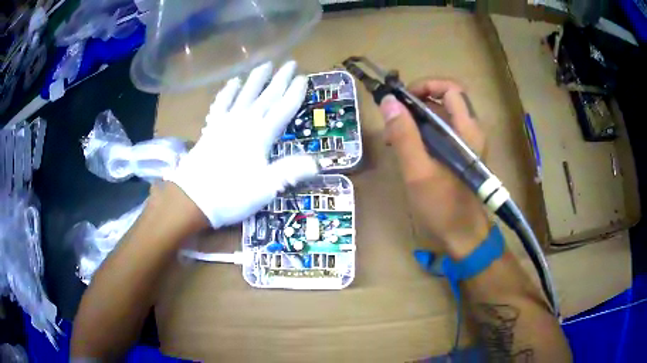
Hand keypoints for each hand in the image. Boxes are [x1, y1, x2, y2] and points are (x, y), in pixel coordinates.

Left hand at [170, 61, 318, 228]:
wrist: (193, 199)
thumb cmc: (231, 195)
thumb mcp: (265, 188)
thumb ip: (290, 172)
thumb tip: (317, 162)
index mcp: (260, 135)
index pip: (283, 109)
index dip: (294, 93)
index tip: (303, 77)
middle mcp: (244, 122)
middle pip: (266, 96)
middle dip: (279, 79)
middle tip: (290, 63)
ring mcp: (225, 123)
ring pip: (244, 94)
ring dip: (255, 79)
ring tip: (264, 64)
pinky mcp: (211, 128)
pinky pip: (221, 104)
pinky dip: (227, 91)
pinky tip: (232, 82)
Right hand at [379, 79, 489, 258]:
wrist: (464, 235)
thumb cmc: (443, 206)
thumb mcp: (418, 172)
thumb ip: (404, 136)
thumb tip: (388, 101)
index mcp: (466, 130)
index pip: (451, 88)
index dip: (426, 85)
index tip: (403, 98)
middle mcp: (470, 131)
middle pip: (445, 99)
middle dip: (417, 102)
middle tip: (395, 119)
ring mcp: (466, 142)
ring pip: (442, 115)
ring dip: (417, 118)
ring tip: (394, 137)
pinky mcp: (460, 153)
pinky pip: (442, 131)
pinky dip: (423, 132)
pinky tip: (406, 148)